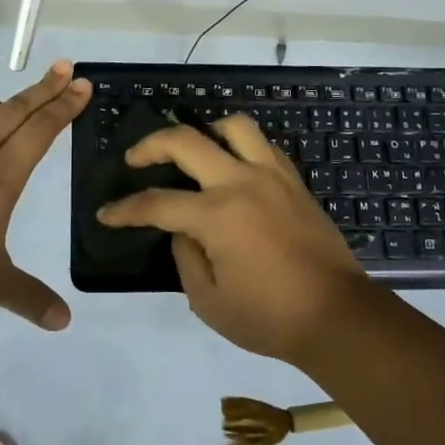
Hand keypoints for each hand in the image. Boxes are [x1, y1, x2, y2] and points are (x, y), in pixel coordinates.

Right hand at [96, 116, 378, 362]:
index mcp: (217, 215)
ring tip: (192, 149)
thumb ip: (185, 258)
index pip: (157, 203)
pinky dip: (240, 146)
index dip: (125, 209)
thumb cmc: (269, 317)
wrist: (338, 317)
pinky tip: (232, 165)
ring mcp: (272, 176)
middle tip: (134, 159)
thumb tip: (182, 231)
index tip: (106, 214)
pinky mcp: (294, 181)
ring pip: (234, 127)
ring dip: (204, 130)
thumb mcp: (209, 301)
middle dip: (150, 145)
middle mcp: (241, 182)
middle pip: (186, 141)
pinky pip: (263, 146)